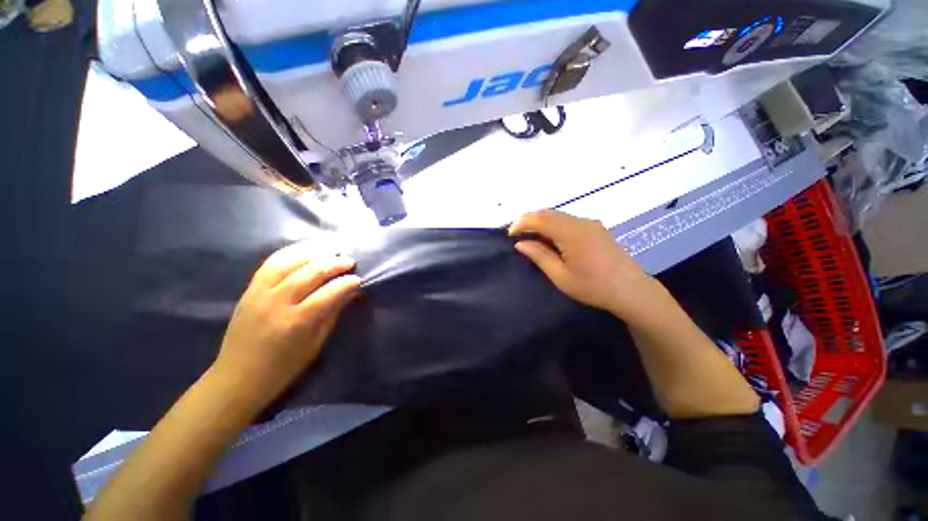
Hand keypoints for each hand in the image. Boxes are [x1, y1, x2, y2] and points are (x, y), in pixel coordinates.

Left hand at [212, 242, 360, 409]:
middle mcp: (276, 302)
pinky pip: (270, 264)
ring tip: (330, 250)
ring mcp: (259, 293)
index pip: (328, 293)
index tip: (358, 279)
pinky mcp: (248, 290)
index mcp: (296, 322)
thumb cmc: (283, 367)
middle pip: (310, 272)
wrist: (237, 378)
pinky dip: (290, 253)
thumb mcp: (315, 344)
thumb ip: (332, 313)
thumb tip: (350, 293)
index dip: (347, 283)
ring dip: (313, 253)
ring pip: (289, 262)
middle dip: (334, 263)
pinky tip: (304, 250)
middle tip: (349, 261)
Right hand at [509, 210, 661, 320]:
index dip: (522, 223)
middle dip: (529, 219)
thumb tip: (521, 243)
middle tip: (517, 233)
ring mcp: (590, 224)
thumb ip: (539, 256)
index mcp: (571, 233)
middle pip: (549, 212)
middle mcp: (581, 222)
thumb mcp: (561, 276)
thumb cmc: (593, 287)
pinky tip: (550, 237)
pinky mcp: (596, 228)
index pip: (540, 219)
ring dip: (541, 221)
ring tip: (530, 235)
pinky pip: (569, 220)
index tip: (510, 234)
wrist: (631, 290)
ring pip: (559, 214)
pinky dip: (554, 224)